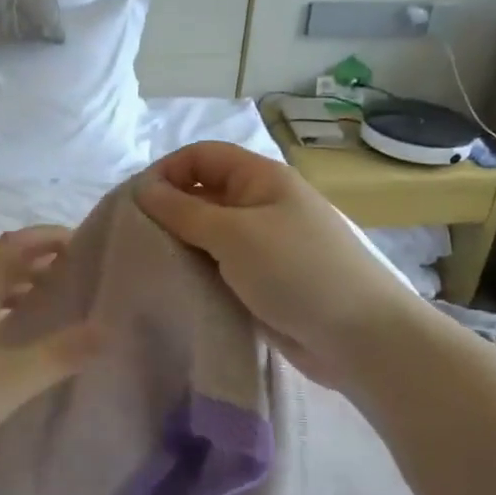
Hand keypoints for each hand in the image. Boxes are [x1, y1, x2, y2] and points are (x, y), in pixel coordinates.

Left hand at [0, 227, 100, 478]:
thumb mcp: (7, 381)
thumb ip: (57, 355)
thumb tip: (106, 328)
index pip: (15, 245)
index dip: (47, 236)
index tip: (82, 242)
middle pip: (1, 264)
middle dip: (39, 261)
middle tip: (77, 275)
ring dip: (21, 288)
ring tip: (54, 304)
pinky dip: (3, 312)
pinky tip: (13, 341)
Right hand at [134, 142, 421, 383]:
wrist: (360, 338)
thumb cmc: (297, 271)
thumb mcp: (234, 234)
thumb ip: (184, 211)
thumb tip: (143, 188)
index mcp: (261, 178)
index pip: (202, 156)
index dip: (168, 171)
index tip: (136, 203)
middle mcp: (261, 204)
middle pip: (203, 193)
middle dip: (169, 209)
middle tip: (135, 238)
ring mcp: (264, 244)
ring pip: (209, 233)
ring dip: (181, 244)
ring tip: (149, 263)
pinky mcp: (263, 280)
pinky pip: (220, 265)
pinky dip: (198, 270)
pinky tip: (176, 285)